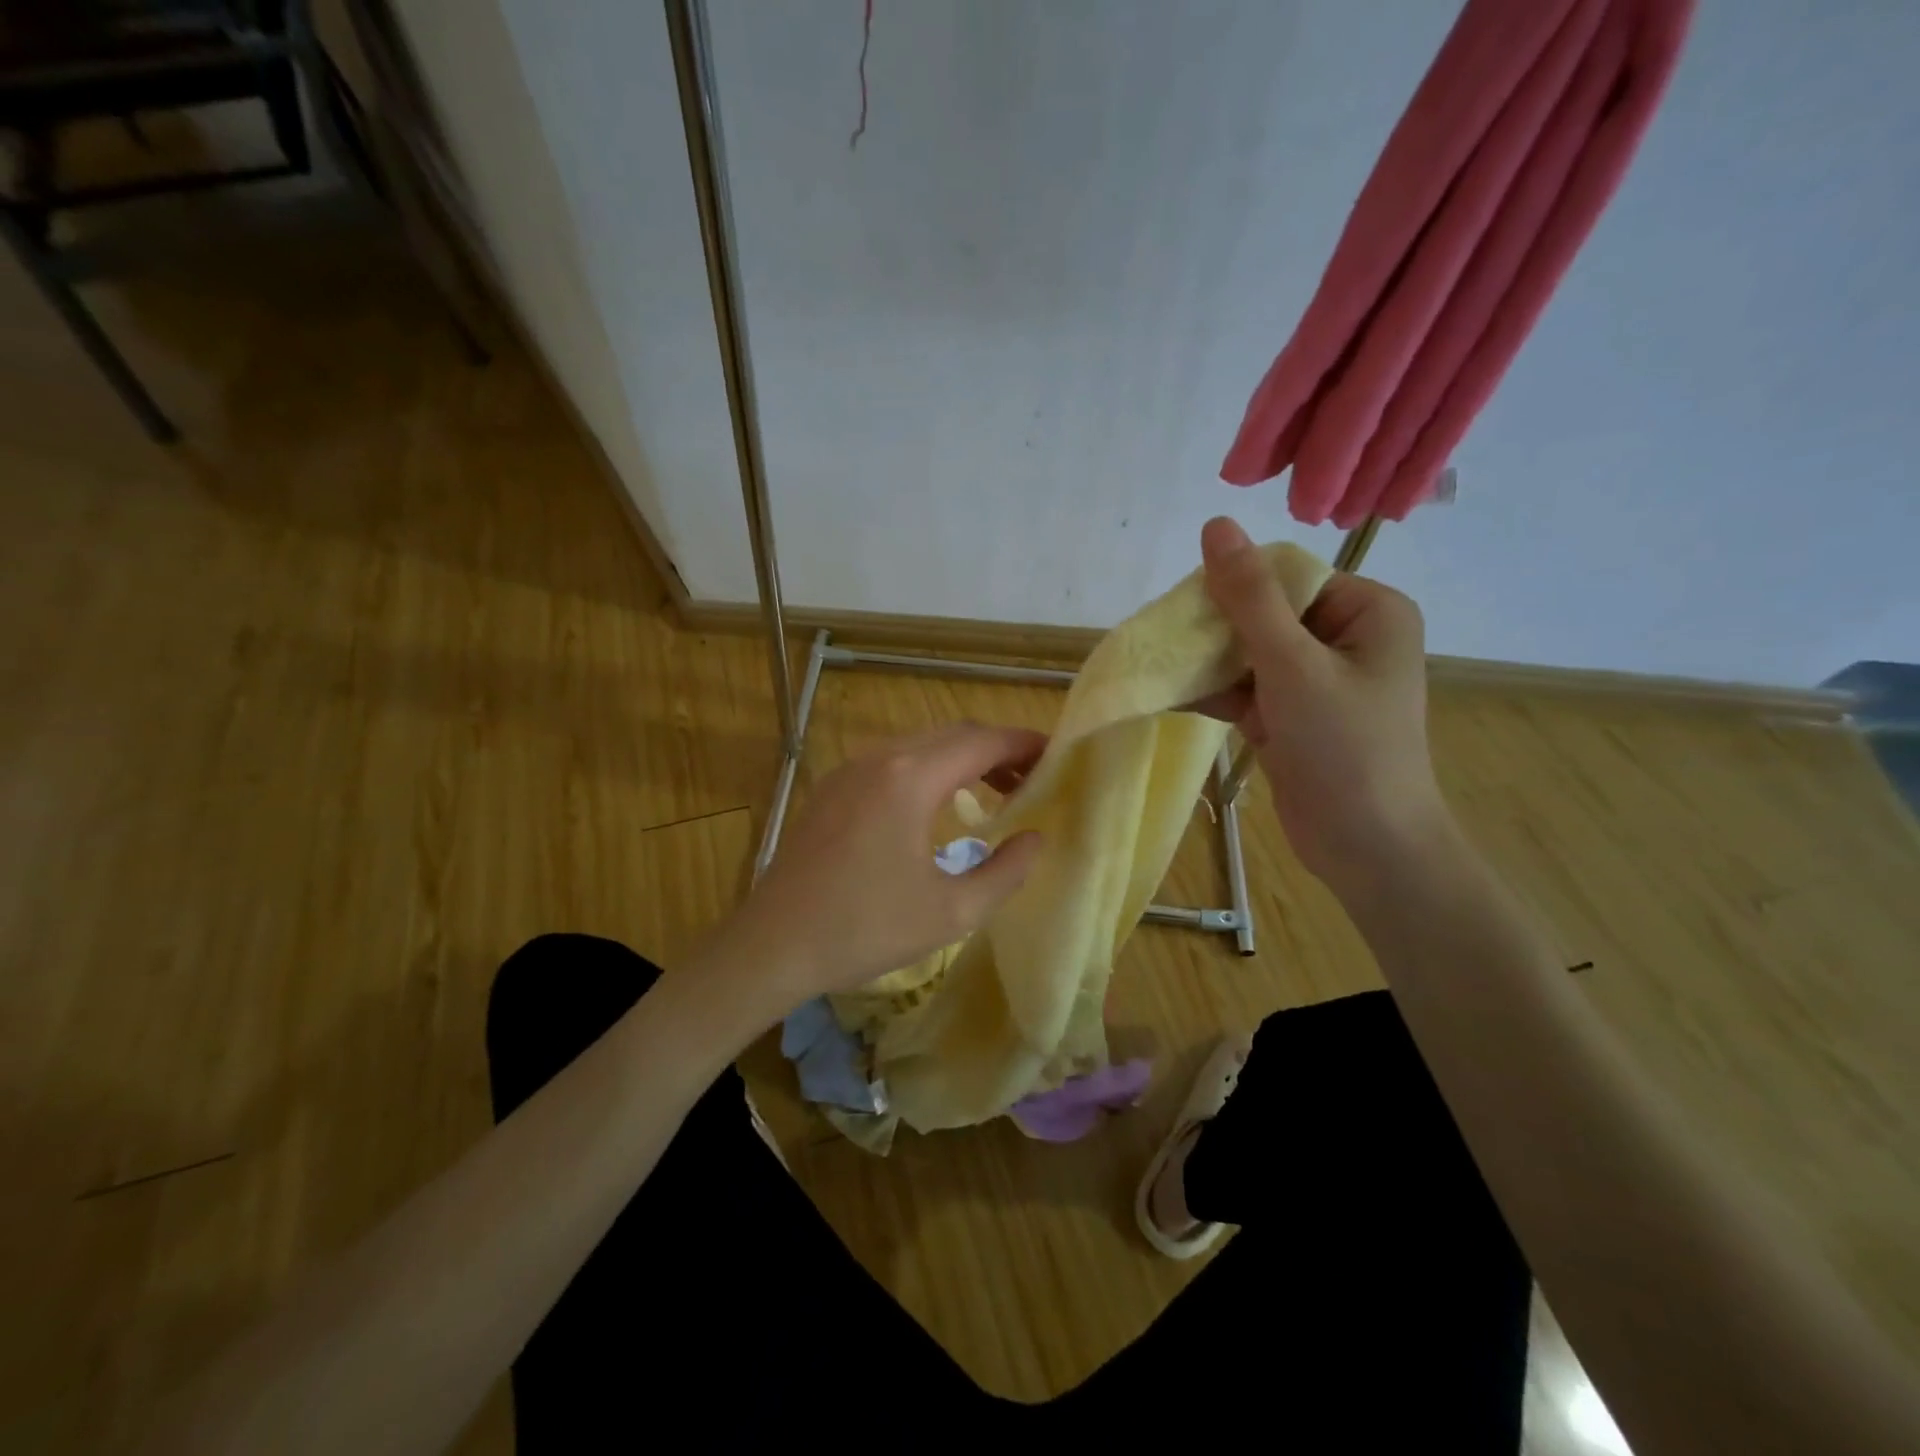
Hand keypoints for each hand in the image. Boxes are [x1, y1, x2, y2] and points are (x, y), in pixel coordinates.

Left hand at [719, 724, 1045, 1013]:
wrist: (773, 944)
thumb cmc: (864, 930)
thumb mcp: (950, 913)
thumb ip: (1005, 872)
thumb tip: (1035, 839)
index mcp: (910, 780)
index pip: (982, 742)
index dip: (1024, 744)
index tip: (1057, 756)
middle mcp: (880, 759)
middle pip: (953, 734)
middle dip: (998, 749)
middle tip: (1032, 779)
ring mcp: (850, 769)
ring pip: (921, 744)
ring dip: (962, 758)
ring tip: (995, 790)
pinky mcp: (832, 787)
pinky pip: (893, 760)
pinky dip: (928, 768)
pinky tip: (938, 804)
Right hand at [1196, 516, 1453, 894]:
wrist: (1367, 847)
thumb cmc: (1344, 747)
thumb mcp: (1293, 665)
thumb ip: (1250, 598)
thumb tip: (1216, 525)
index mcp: (1368, 611)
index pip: (1289, 577)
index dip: (1234, 585)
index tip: (1184, 607)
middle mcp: (1346, 638)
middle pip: (1264, 614)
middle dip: (1214, 628)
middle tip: (1163, 638)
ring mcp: (1317, 680)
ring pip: (1248, 653)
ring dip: (1206, 662)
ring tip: (1156, 663)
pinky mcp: (1292, 716)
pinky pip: (1245, 689)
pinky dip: (1212, 693)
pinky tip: (1168, 693)